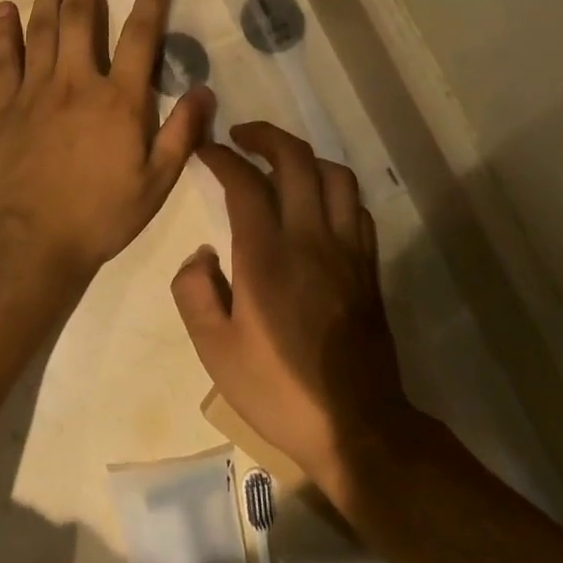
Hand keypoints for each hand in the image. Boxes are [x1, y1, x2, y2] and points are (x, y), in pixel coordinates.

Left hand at [0, 0, 213, 296]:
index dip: (150, 4)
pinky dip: (5, 31)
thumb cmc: (100, 214)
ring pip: (42, 29)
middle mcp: (77, 82)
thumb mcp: (156, 182)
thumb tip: (204, 89)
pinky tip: (5, 8)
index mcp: (119, 100)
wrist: (32, 241)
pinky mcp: (5, 107)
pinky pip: (4, 59)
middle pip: (80, 18)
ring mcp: (36, 91)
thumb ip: (182, 133)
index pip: (140, 38)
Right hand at [171, 123, 414, 499]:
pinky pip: (356, 207)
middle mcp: (310, 238)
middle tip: (241, 137)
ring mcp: (347, 250)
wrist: (356, 426)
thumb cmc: (278, 389)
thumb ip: (194, 292)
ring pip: (335, 175)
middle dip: (265, 136)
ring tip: (280, 165)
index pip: (244, 182)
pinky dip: (334, 191)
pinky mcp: (368, 266)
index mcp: (266, 256)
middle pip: (296, 160)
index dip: (221, 157)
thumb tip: (201, 254)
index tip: (205, 151)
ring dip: (305, 158)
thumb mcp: (215, 351)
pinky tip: (317, 205)